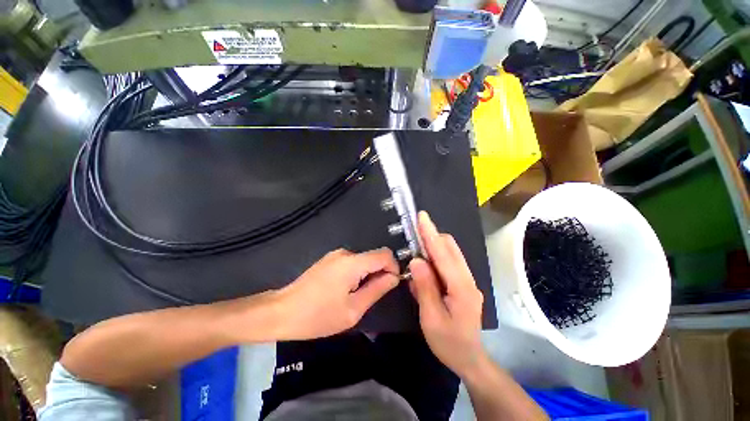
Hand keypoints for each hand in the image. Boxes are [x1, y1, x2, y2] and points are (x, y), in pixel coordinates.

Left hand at [275, 248, 399, 340]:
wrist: (281, 312)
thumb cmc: (318, 315)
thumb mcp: (353, 309)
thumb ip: (377, 289)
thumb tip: (394, 277)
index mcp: (353, 262)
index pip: (385, 254)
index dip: (393, 267)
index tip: (390, 285)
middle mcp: (345, 253)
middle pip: (373, 257)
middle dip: (379, 274)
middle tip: (371, 296)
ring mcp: (335, 255)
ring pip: (363, 261)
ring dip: (367, 275)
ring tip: (355, 297)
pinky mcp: (329, 260)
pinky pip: (351, 263)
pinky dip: (356, 274)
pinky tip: (344, 291)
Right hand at [409, 211, 486, 376]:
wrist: (470, 359)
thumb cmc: (449, 343)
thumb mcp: (431, 318)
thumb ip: (425, 287)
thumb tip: (416, 260)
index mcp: (461, 287)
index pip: (443, 254)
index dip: (431, 234)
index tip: (422, 217)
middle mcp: (467, 279)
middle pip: (450, 248)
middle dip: (432, 236)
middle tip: (414, 231)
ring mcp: (467, 280)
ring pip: (451, 253)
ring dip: (434, 246)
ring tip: (417, 247)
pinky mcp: (463, 283)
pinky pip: (449, 262)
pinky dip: (436, 258)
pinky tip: (425, 266)